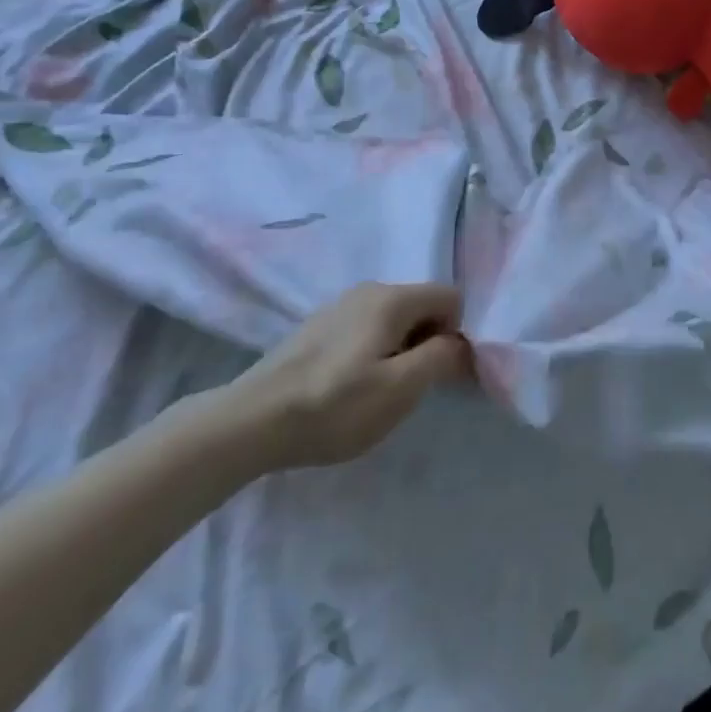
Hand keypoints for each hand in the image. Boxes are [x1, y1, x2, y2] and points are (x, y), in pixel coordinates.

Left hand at [217, 283, 470, 472]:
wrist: (248, 422)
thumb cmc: (334, 406)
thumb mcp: (400, 389)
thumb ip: (442, 358)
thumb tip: (462, 342)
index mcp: (393, 297)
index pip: (452, 298)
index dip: (456, 335)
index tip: (438, 375)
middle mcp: (370, 289)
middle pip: (423, 306)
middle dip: (428, 342)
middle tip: (407, 388)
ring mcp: (340, 305)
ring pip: (394, 319)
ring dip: (400, 350)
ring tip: (376, 391)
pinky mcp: (318, 325)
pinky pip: (367, 328)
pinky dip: (373, 352)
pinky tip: (348, 387)